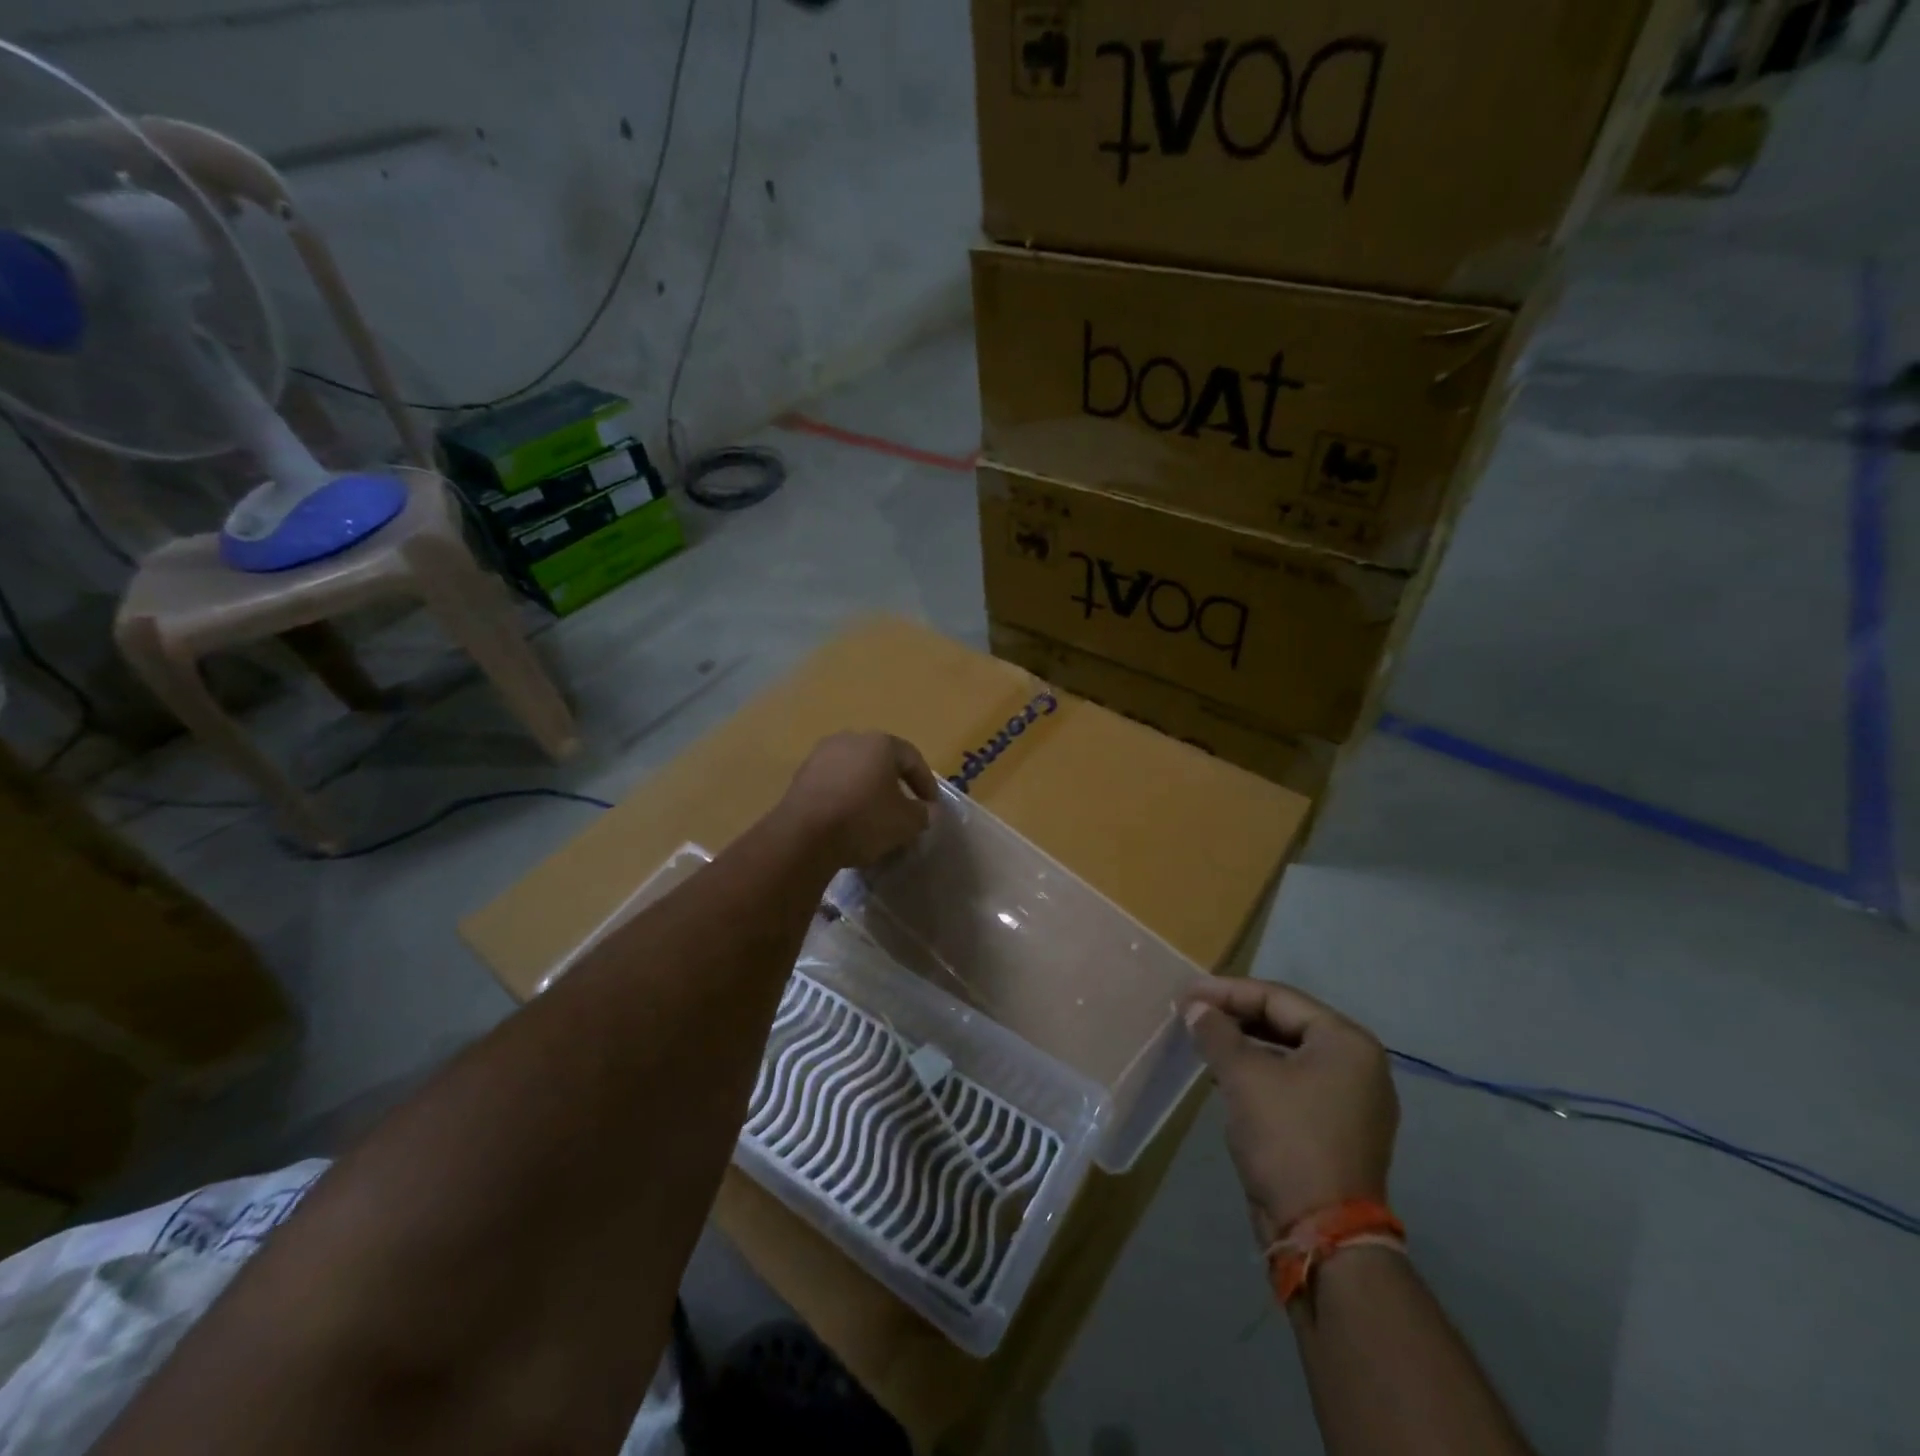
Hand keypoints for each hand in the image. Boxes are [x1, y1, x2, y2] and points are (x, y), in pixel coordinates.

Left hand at [778, 731, 939, 869]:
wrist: (803, 836)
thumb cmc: (864, 820)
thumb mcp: (906, 822)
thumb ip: (923, 814)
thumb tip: (928, 812)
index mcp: (880, 743)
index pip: (912, 758)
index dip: (926, 783)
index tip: (931, 807)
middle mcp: (850, 739)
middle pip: (881, 761)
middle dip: (895, 784)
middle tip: (905, 808)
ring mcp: (821, 755)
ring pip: (855, 771)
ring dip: (868, 790)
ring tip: (876, 816)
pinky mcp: (801, 776)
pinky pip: (834, 783)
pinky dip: (846, 797)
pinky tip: (849, 819)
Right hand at [1183, 978, 1398, 1244]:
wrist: (1321, 1235)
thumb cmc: (1286, 1139)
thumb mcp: (1243, 1076)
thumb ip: (1217, 1032)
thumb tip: (1197, 1008)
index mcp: (1347, 1042)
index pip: (1278, 998)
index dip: (1228, 991)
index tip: (1187, 992)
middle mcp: (1359, 1065)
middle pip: (1286, 1022)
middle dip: (1236, 1015)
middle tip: (1193, 1012)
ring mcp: (1353, 1100)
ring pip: (1289, 1054)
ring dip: (1245, 1044)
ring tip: (1204, 1039)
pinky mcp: (1339, 1129)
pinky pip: (1295, 1083)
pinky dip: (1260, 1073)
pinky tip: (1227, 1076)